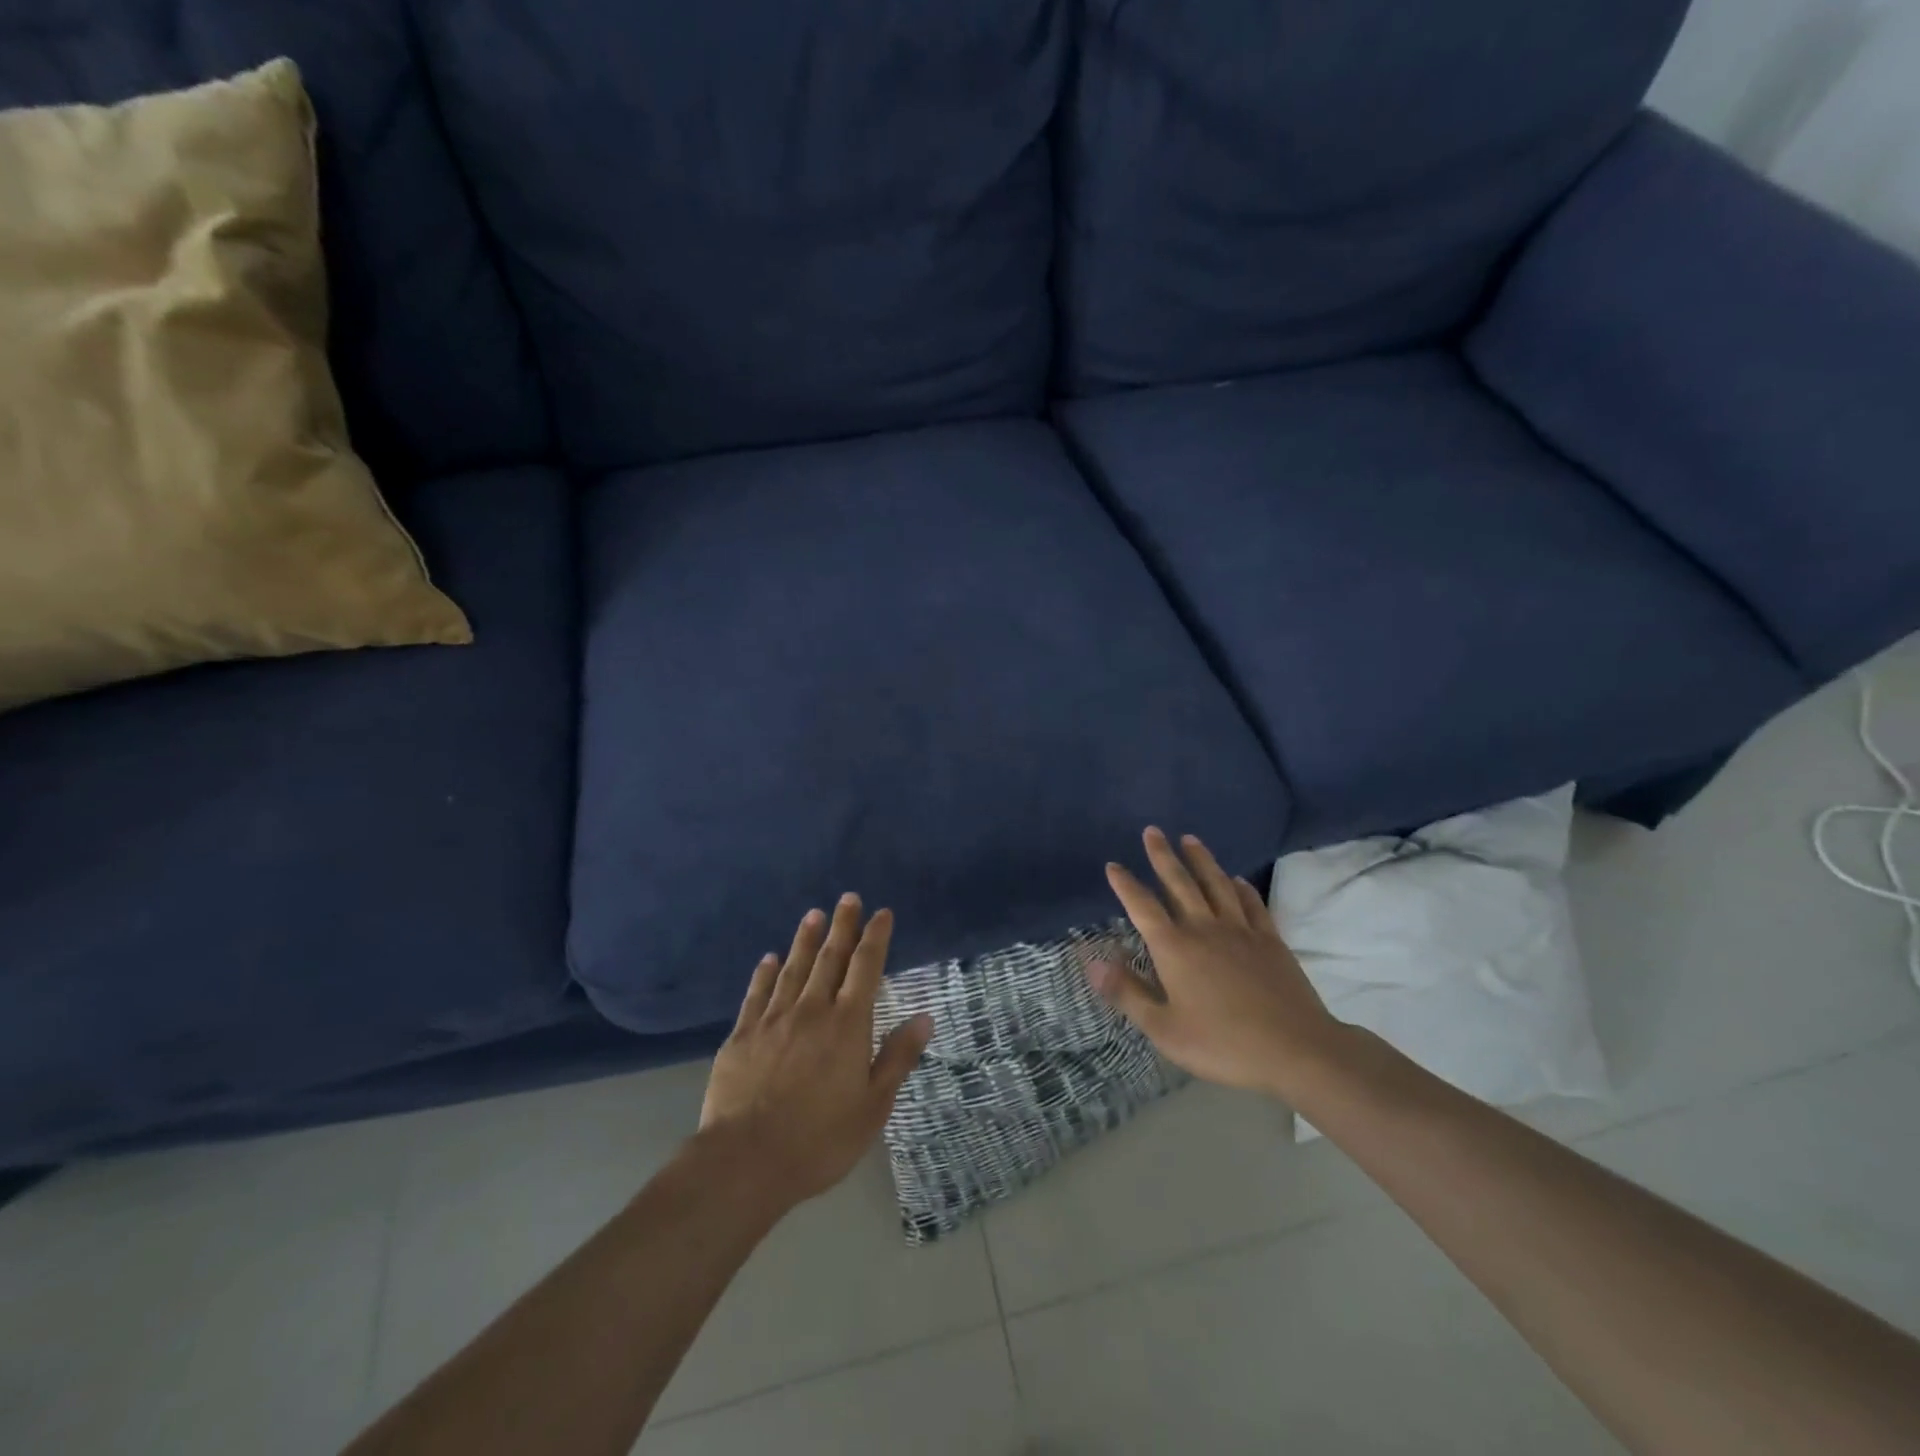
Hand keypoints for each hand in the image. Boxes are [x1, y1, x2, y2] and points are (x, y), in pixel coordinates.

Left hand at [699, 895, 932, 1209]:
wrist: (746, 1160)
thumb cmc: (820, 1139)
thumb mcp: (873, 1106)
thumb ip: (897, 1057)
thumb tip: (924, 1017)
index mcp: (847, 1025)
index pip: (865, 968)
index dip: (875, 938)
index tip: (881, 913)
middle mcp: (812, 1010)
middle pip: (830, 959)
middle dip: (842, 927)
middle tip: (848, 898)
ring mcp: (773, 1020)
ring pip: (793, 968)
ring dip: (805, 939)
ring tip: (813, 914)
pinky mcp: (743, 1035)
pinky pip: (757, 993)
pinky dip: (765, 973)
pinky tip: (769, 958)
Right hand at [1088, 827, 1345, 1098]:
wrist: (1297, 1050)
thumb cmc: (1223, 1044)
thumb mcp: (1165, 1029)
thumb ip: (1128, 994)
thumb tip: (1093, 963)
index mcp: (1175, 948)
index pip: (1143, 907)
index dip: (1126, 885)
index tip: (1113, 864)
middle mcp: (1205, 929)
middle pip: (1180, 883)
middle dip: (1163, 856)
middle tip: (1152, 831)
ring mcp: (1241, 931)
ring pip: (1217, 885)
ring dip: (1201, 860)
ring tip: (1190, 839)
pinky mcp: (1270, 941)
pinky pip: (1252, 904)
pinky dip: (1242, 888)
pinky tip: (1237, 880)